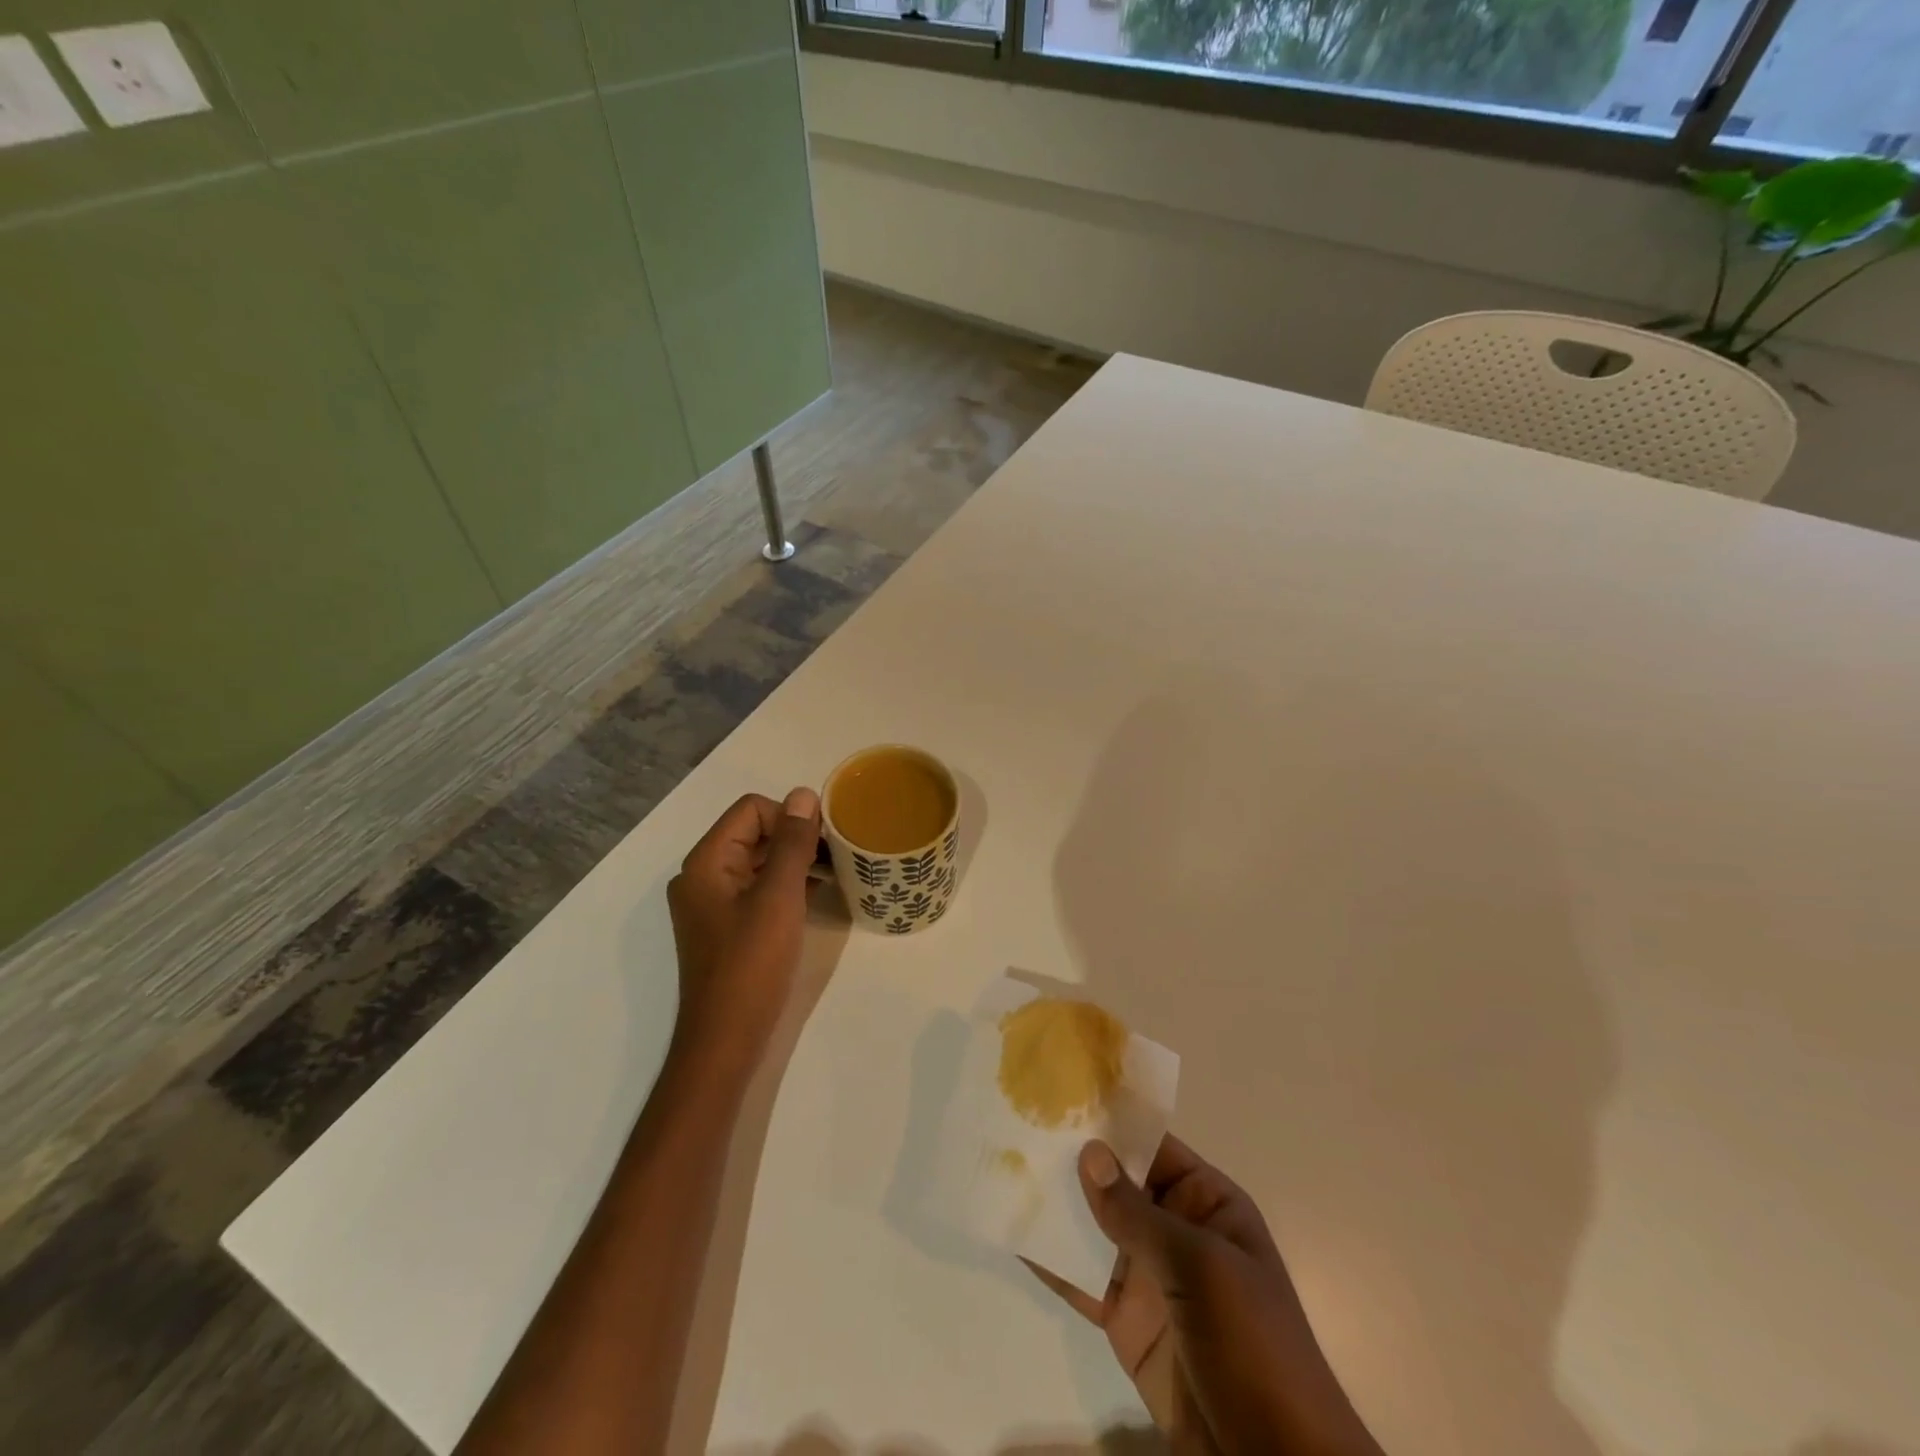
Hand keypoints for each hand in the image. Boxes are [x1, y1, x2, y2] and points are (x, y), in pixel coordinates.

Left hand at [666, 788, 820, 1062]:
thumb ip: (792, 843)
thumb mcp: (778, 897)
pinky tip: (816, 893)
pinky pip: (758, 888)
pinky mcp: (727, 926)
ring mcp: (713, 903)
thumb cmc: (751, 965)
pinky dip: (786, 884)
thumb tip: (804, 794)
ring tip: (833, 872)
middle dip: (795, 837)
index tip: (825, 840)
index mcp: (706, 862)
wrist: (725, 1041)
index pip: (751, 810)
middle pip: (753, 832)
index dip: (790, 817)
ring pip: (758, 861)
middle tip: (836, 855)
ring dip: (794, 860)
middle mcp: (703, 875)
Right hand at [1030, 1137, 1384, 1455]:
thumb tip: (1088, 1151)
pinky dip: (1050, 1259)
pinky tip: (1011, 1232)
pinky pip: (1081, 1279)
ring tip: (1003, 1170)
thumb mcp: (1201, 1268)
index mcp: (1206, 1202)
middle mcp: (1175, 1228)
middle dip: (1072, 1160)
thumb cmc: (1254, 1346)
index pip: (1152, 1146)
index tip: (1059, 1096)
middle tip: (1016, 1126)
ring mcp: (1147, 1274)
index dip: (1110, 1122)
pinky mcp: (1124, 1319)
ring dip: (1054, 1205)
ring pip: (1093, 1227)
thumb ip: (1138, 1213)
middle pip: (1117, 1183)